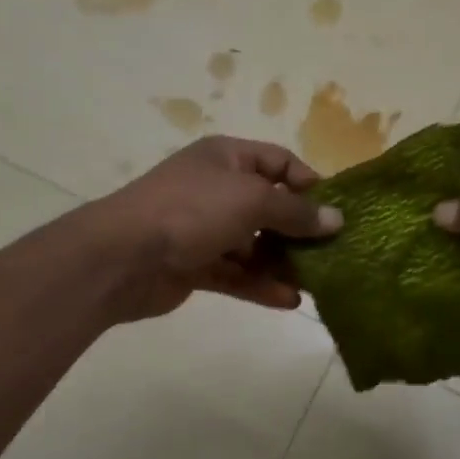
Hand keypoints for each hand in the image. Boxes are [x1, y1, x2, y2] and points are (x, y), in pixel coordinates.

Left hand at [83, 136, 342, 320]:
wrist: (123, 255)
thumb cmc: (192, 211)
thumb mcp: (251, 200)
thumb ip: (295, 212)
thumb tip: (336, 219)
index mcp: (227, 158)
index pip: (279, 162)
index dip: (308, 183)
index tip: (334, 212)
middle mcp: (216, 189)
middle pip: (268, 207)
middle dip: (298, 231)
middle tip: (332, 254)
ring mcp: (204, 229)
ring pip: (253, 245)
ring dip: (282, 263)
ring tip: (317, 283)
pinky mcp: (195, 265)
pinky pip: (236, 274)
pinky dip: (259, 285)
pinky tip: (289, 300)